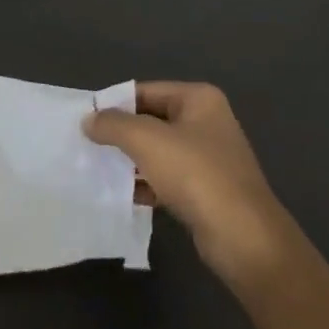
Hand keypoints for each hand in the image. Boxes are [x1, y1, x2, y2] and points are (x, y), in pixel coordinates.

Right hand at [85, 81, 292, 287]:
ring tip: (99, 170)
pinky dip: (147, 184)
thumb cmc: (196, 174)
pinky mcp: (208, 190)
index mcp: (198, 99)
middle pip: (152, 120)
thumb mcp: (147, 141)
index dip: (115, 104)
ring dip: (132, 161)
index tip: (85, 120)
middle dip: (122, 134)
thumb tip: (89, 119)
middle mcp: (207, 122)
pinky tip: (124, 195)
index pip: (146, 91)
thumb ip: (113, 125)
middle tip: (88, 146)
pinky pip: (168, 178)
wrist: (243, 237)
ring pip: (159, 151)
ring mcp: (210, 157)